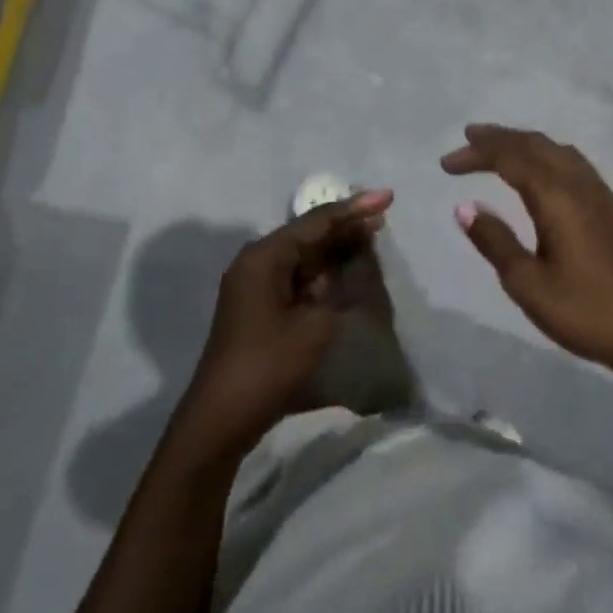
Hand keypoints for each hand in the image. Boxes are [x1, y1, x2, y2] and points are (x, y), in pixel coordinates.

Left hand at [175, 189, 393, 462]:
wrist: (224, 415)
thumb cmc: (270, 364)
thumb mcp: (315, 324)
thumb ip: (338, 289)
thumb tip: (348, 270)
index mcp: (265, 257)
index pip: (316, 222)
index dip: (354, 209)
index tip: (387, 197)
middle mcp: (256, 262)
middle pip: (308, 235)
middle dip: (346, 227)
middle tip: (383, 217)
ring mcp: (255, 285)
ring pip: (303, 256)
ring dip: (336, 250)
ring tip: (372, 238)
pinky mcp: (260, 306)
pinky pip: (297, 277)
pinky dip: (323, 273)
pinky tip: (346, 272)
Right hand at [442, 125, 612, 380]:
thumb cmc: (588, 312)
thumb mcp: (529, 285)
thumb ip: (496, 242)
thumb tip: (465, 207)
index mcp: (558, 198)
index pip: (511, 158)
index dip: (477, 154)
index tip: (447, 163)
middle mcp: (582, 186)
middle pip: (538, 145)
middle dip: (501, 138)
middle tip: (469, 138)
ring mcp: (606, 198)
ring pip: (562, 152)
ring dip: (528, 145)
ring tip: (502, 149)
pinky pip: (578, 167)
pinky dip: (550, 158)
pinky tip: (545, 178)